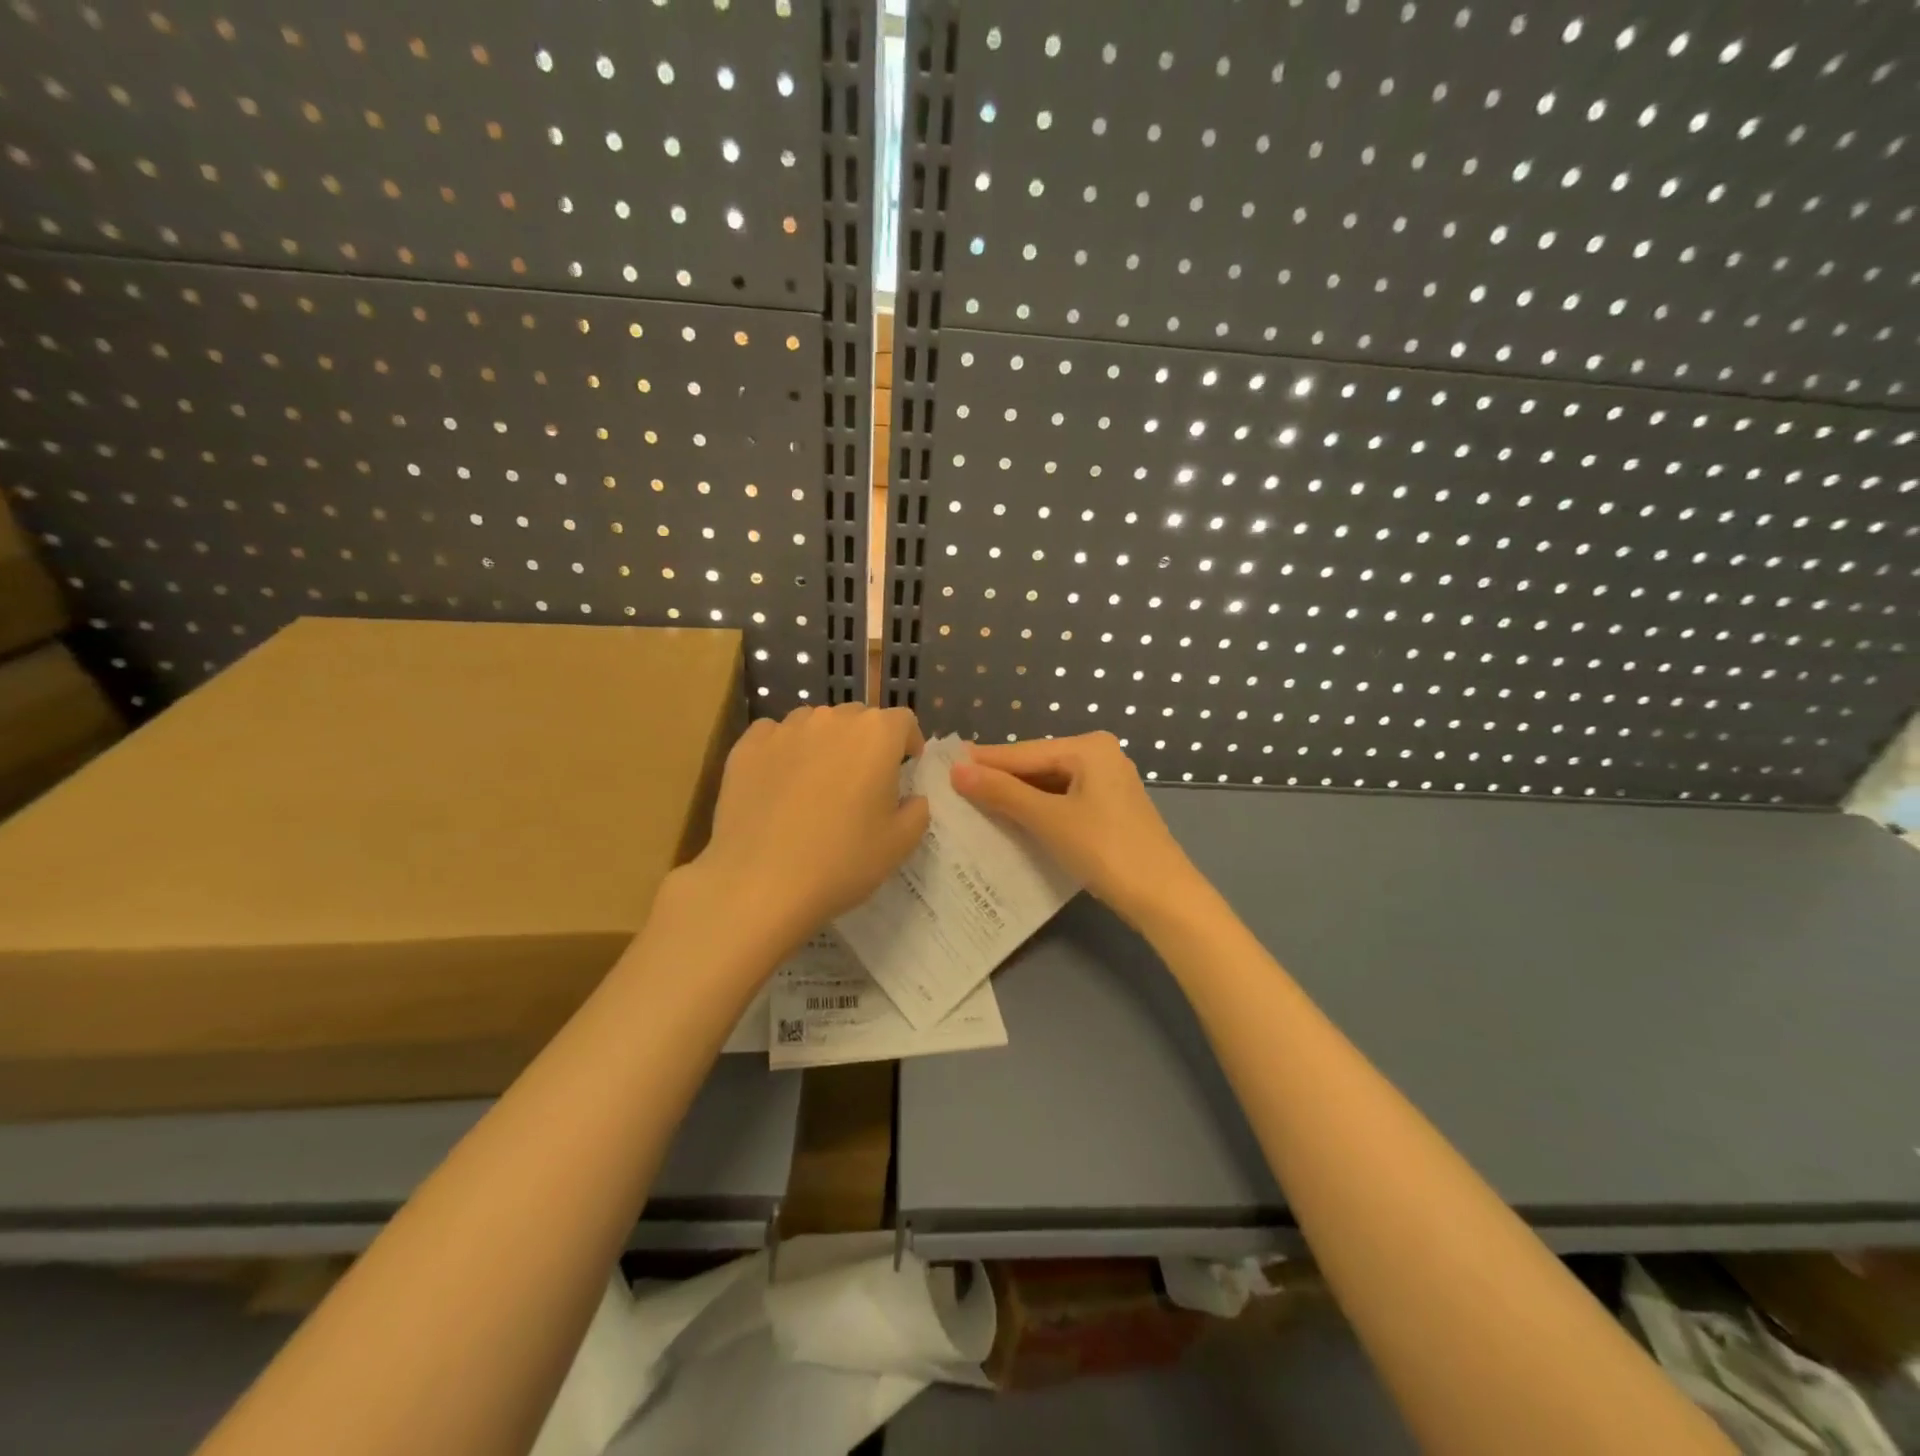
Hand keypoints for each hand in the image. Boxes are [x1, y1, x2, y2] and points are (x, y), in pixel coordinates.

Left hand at [694, 703, 929, 945]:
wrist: (759, 884)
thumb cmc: (841, 862)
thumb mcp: (899, 844)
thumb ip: (916, 811)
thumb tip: (910, 798)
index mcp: (876, 735)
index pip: (902, 721)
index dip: (907, 743)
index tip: (904, 769)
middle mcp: (831, 720)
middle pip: (858, 718)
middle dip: (866, 742)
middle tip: (861, 783)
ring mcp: (785, 729)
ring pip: (815, 723)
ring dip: (824, 743)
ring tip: (817, 782)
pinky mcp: (747, 746)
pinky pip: (773, 735)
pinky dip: (783, 750)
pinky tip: (779, 784)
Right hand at [950, 732, 1199, 926]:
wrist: (1164, 897)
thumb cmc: (1104, 849)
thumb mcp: (1048, 819)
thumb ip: (1002, 792)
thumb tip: (957, 770)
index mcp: (1088, 747)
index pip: (1023, 752)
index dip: (984, 761)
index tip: (944, 764)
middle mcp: (1100, 755)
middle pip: (1037, 765)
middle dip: (999, 778)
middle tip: (954, 786)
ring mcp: (1108, 783)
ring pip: (1049, 784)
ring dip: (1016, 796)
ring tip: (974, 803)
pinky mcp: (1110, 809)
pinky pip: (1063, 800)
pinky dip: (1038, 809)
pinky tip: (1012, 819)